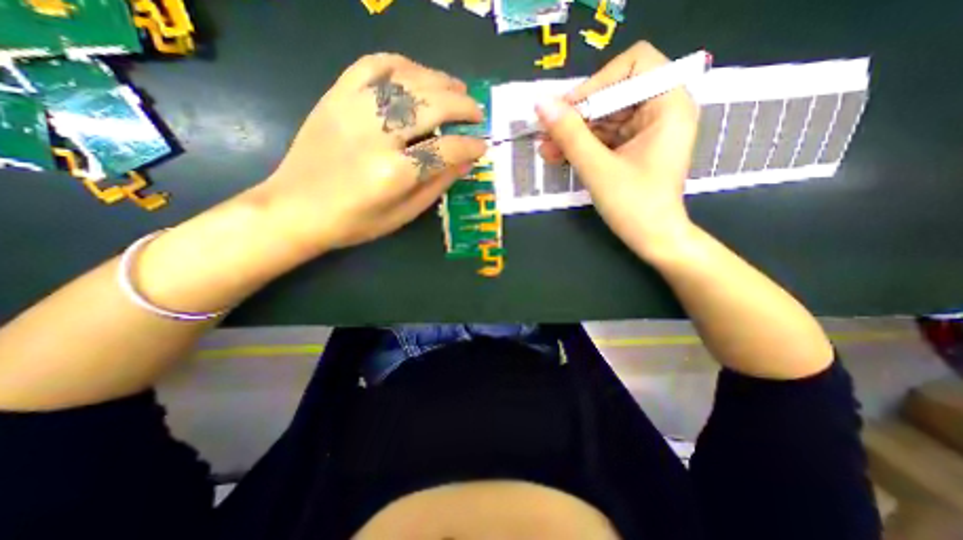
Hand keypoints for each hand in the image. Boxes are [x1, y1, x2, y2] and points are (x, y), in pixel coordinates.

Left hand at [251, 53, 485, 254]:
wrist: (295, 208)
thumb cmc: (354, 222)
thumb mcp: (403, 215)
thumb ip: (437, 186)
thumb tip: (467, 162)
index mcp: (394, 173)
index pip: (445, 150)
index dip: (470, 146)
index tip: (483, 145)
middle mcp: (376, 134)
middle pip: (430, 106)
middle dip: (462, 106)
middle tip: (477, 112)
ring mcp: (353, 109)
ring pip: (406, 79)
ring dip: (439, 81)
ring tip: (457, 89)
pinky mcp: (336, 96)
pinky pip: (372, 65)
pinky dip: (401, 64)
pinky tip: (418, 74)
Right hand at [534, 40, 700, 256]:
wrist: (654, 239)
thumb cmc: (634, 205)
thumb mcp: (597, 168)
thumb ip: (569, 134)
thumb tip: (541, 104)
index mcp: (668, 104)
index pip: (634, 64)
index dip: (597, 83)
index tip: (569, 111)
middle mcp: (661, 109)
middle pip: (613, 92)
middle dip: (578, 115)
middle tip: (547, 132)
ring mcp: (647, 129)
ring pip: (604, 117)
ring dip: (573, 133)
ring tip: (546, 149)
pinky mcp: (634, 147)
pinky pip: (604, 136)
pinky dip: (581, 145)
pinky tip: (557, 155)